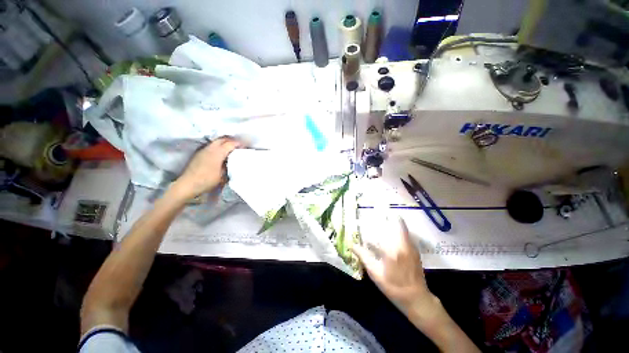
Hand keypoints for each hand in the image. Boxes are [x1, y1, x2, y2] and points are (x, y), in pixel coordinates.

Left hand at [175, 137, 241, 199]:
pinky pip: (211, 146)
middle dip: (232, 141)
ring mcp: (203, 150)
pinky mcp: (199, 153)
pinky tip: (221, 153)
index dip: (239, 144)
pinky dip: (218, 146)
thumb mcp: (223, 175)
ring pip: (216, 142)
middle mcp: (210, 148)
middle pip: (223, 139)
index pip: (230, 144)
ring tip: (231, 149)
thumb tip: (233, 161)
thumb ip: (229, 165)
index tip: (245, 147)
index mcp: (217, 153)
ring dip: (225, 143)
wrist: (188, 184)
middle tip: (239, 146)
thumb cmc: (207, 180)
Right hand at [352, 218, 433, 308]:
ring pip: (402, 227)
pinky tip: (391, 232)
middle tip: (376, 213)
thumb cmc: (393, 287)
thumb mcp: (375, 273)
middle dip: (386, 216)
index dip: (371, 223)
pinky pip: (405, 233)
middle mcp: (402, 244)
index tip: (365, 219)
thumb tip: (352, 244)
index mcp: (391, 250)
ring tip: (383, 218)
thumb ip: (363, 256)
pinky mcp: (414, 249)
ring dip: (393, 221)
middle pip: (396, 222)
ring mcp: (410, 246)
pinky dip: (398, 228)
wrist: (417, 298)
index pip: (379, 230)